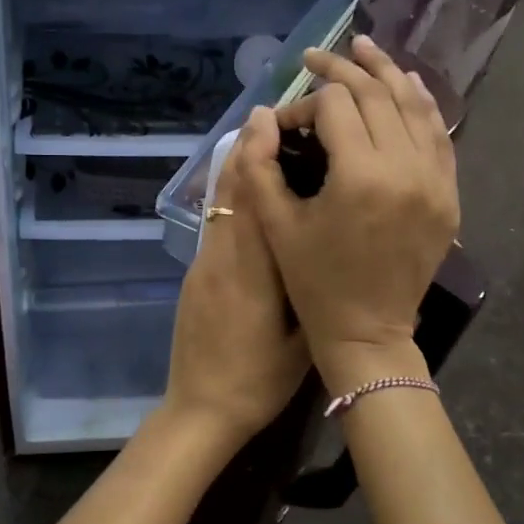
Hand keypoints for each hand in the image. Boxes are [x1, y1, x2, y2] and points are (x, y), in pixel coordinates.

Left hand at [161, 134, 309, 450]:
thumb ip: (309, 290)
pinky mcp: (196, 277)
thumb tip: (327, 247)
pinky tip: (248, 193)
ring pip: (220, 208)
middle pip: (231, 193)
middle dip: (246, 150)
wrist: (200, 409)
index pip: (253, 200)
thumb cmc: (258, 381)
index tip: (271, 119)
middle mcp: (222, 259)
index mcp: (252, 272)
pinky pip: (216, 227)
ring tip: (257, 140)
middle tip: (267, 114)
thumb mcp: (299, 341)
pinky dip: (230, 200)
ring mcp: (204, 267)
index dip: (259, 155)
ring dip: (235, 170)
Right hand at [237, 36, 458, 389]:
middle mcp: (405, 168)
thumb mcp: (276, 225)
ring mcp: (435, 180)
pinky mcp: (448, 195)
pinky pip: (439, 135)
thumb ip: (259, 166)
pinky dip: (422, 104)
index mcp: (359, 176)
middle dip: (342, 71)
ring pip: (414, 106)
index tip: (285, 124)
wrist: (368, 331)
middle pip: (376, 95)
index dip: (304, 103)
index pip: (334, 107)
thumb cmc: (313, 282)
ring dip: (387, 73)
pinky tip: (406, 85)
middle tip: (316, 57)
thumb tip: (261, 115)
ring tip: (363, 48)